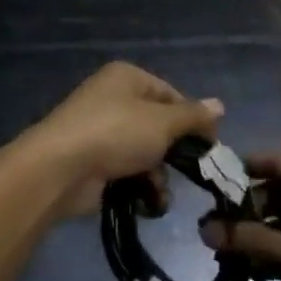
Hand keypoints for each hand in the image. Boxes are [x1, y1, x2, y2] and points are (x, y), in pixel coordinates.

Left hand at [20, 61, 222, 215]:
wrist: (61, 168)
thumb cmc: (116, 133)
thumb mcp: (162, 122)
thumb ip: (193, 116)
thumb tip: (220, 105)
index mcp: (127, 78)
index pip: (171, 94)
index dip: (193, 119)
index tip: (210, 146)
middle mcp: (113, 99)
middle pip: (159, 126)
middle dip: (174, 153)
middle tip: (190, 174)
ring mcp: (101, 131)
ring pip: (146, 153)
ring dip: (158, 176)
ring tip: (158, 192)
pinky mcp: (94, 161)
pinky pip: (128, 172)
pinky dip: (139, 187)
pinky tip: (146, 203)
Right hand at [200, 149, 280, 280]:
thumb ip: (253, 241)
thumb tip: (205, 229)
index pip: (276, 158)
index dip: (241, 168)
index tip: (209, 188)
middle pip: (280, 187)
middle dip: (247, 206)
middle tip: (215, 229)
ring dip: (262, 230)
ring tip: (230, 252)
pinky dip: (280, 247)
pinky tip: (257, 268)